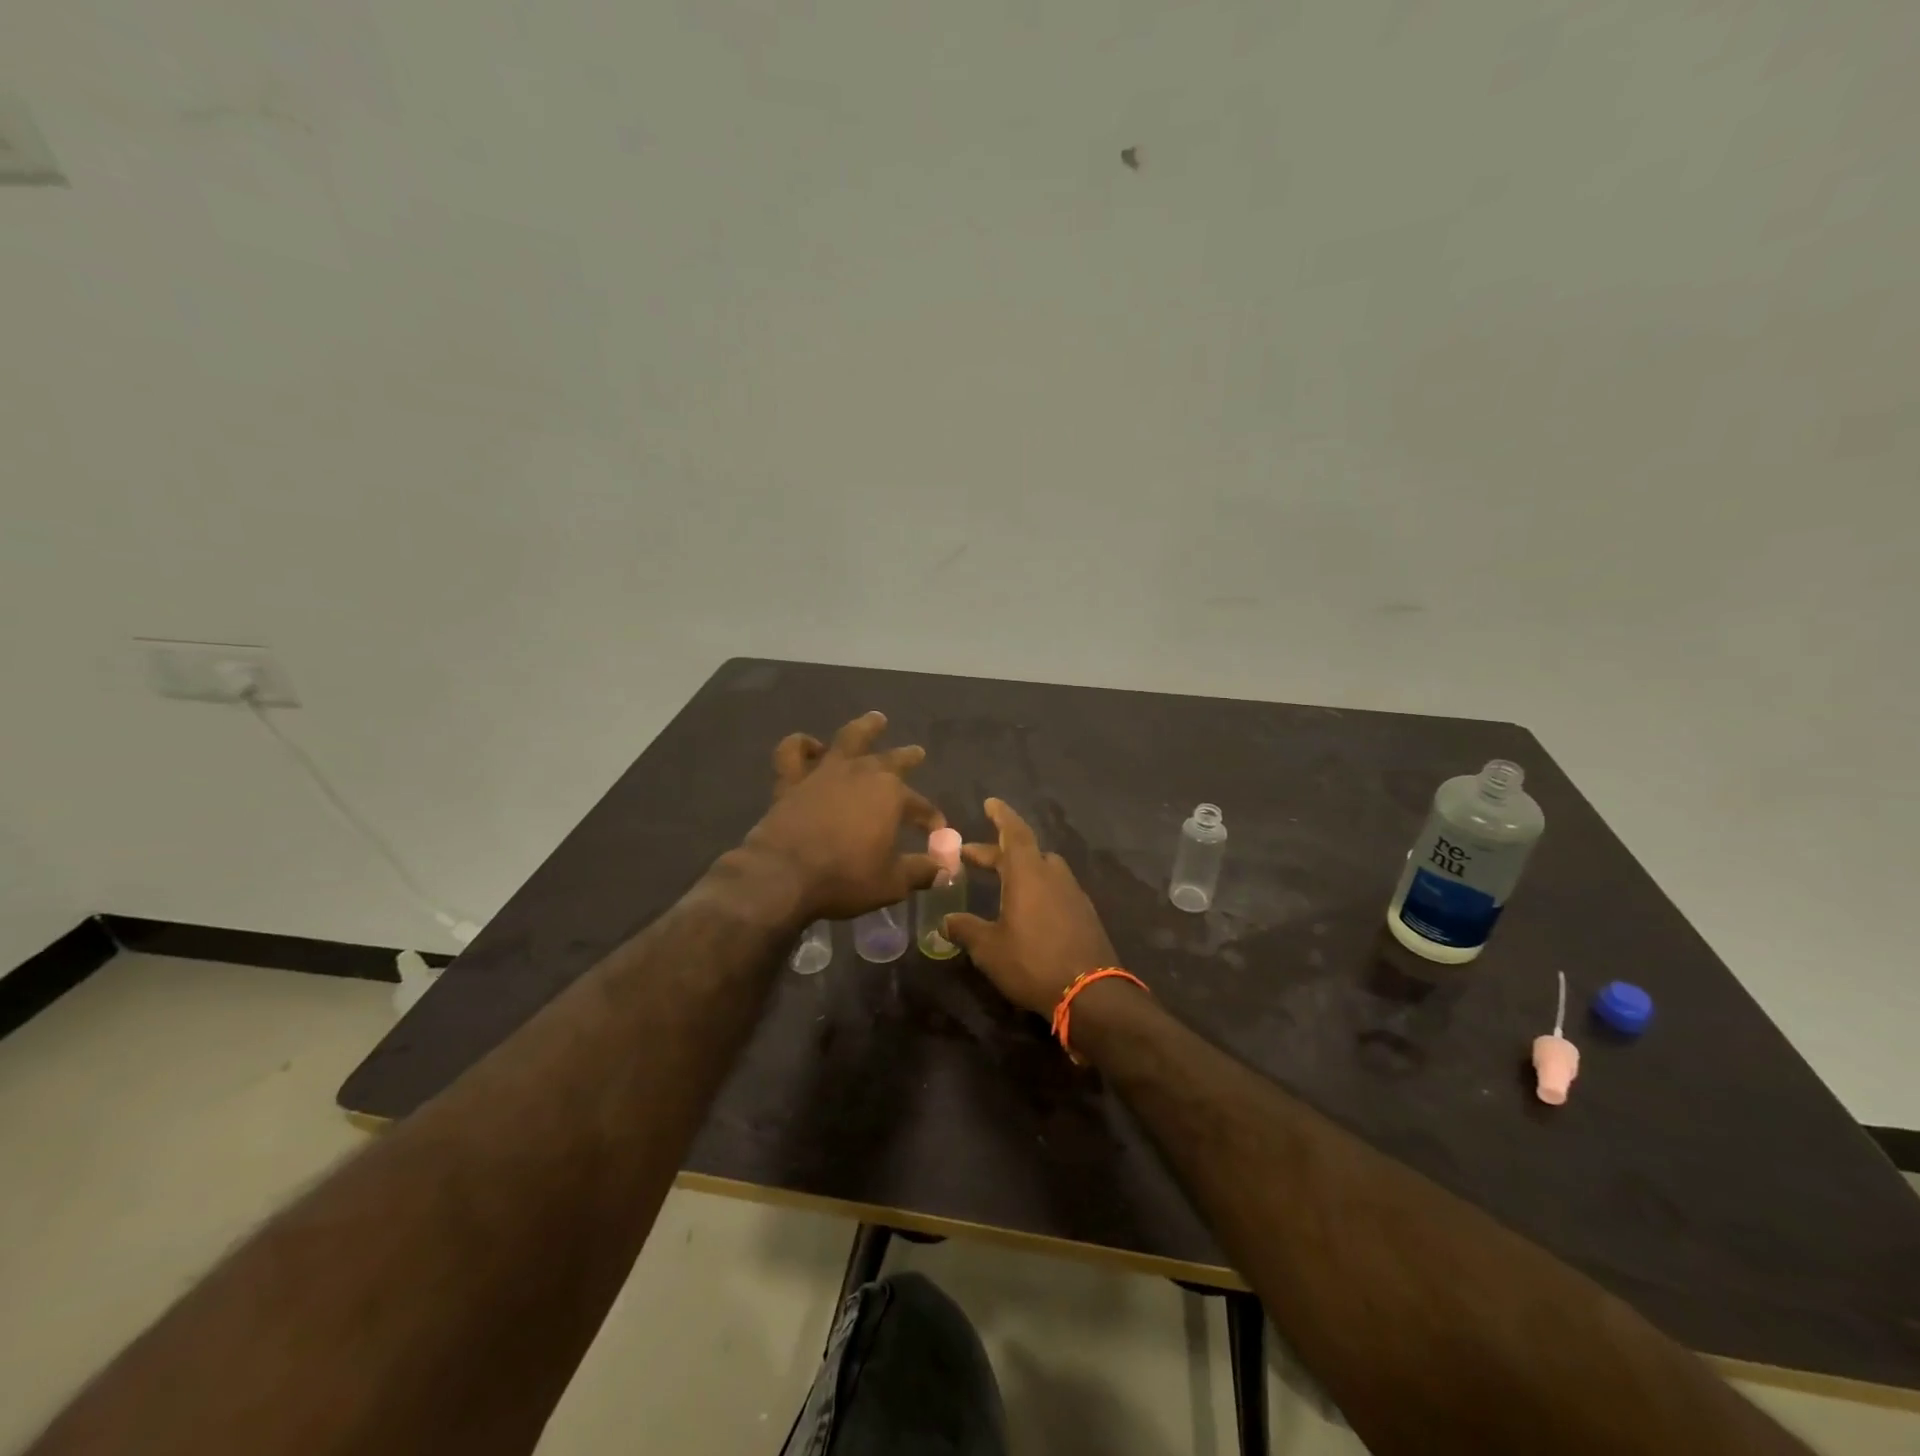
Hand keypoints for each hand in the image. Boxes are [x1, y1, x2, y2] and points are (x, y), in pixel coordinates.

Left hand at [740, 712, 943, 922]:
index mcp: (891, 795)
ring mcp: (825, 772)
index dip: (930, 818)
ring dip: (865, 728)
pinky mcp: (792, 780)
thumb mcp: (891, 883)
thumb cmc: (844, 878)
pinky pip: (793, 752)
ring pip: (849, 738)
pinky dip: (802, 745)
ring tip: (876, 719)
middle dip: (908, 757)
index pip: (920, 806)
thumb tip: (944, 870)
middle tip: (917, 752)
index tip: (937, 831)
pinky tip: (810, 746)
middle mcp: (862, 774)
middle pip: (892, 760)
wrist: (783, 875)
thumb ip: (920, 872)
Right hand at [941, 798, 1118, 1015]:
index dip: (1001, 815)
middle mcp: (1053, 875)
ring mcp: (1073, 894)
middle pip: (1025, 852)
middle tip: (971, 857)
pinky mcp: (1084, 914)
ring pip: (1043, 870)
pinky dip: (1037, 889)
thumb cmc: (1032, 962)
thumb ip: (965, 929)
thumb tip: (945, 921)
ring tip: (1000, 883)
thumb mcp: (989, 948)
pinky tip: (1027, 910)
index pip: (1013, 832)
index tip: (990, 802)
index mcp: (1028, 873)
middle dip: (996, 852)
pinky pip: (1056, 890)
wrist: (1090, 993)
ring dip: (1020, 870)